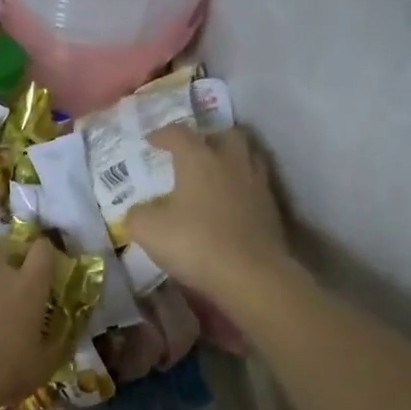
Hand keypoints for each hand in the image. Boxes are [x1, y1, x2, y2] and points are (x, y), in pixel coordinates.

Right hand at [123, 124, 289, 303]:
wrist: (251, 275)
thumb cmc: (195, 243)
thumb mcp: (148, 231)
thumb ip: (137, 215)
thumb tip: (138, 211)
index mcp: (199, 159)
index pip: (179, 134)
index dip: (162, 135)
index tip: (151, 141)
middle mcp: (231, 162)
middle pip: (224, 135)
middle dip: (207, 138)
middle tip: (192, 152)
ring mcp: (257, 184)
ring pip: (246, 157)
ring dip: (229, 160)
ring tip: (214, 175)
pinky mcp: (272, 209)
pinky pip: (255, 185)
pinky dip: (241, 187)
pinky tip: (229, 204)